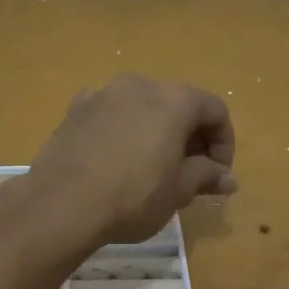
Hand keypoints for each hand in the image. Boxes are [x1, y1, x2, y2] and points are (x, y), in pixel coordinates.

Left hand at [27, 74, 236, 246]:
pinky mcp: (75, 110)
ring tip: (153, 170)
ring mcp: (103, 94)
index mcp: (174, 99)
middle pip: (178, 105)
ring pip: (143, 108)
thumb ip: (206, 176)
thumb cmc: (132, 196)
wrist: (60, 204)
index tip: (218, 175)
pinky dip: (124, 132)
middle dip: (191, 138)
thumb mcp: (178, 191)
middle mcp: (140, 85)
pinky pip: (112, 116)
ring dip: (156, 134)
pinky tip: (117, 163)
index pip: (215, 110)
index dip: (224, 143)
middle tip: (190, 175)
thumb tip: (228, 179)